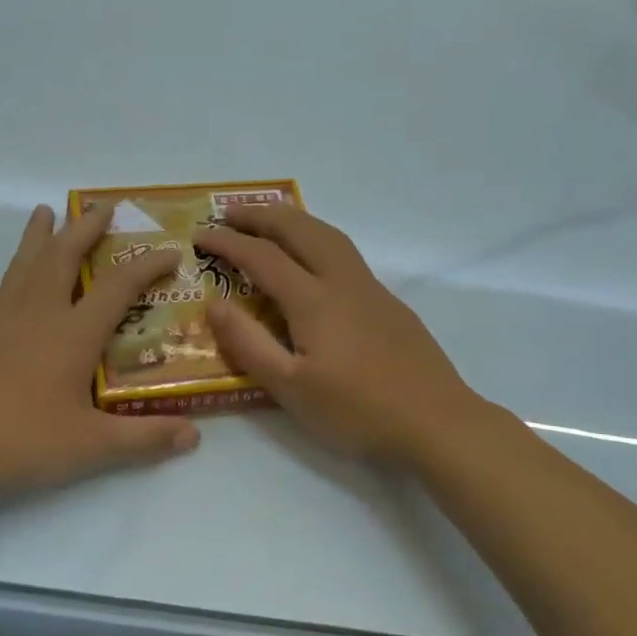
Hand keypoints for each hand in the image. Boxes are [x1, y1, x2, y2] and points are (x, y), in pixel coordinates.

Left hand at [0, 204, 199, 501]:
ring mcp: (6, 319)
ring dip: (42, 234)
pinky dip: (21, 262)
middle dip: (87, 228)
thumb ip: (143, 439)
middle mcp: (40, 314)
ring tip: (46, 210)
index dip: (147, 265)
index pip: (118, 286)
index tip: (170, 251)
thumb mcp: (89, 446)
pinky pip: (9, 282)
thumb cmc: (18, 439)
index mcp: (72, 333)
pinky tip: (22, 272)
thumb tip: (194, 436)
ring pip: (28, 262)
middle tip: (104, 207)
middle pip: (64, 256)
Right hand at [195, 205, 483, 467]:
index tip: (199, 234)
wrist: (437, 423)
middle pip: (300, 230)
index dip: (228, 242)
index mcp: (314, 300)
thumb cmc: (357, 411)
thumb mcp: (290, 388)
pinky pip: (344, 253)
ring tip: (269, 222)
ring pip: (329, 235)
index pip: (262, 257)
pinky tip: (313, 260)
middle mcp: (343, 282)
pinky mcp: (389, 303)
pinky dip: (317, 238)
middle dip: (261, 216)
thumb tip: (213, 304)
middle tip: (230, 212)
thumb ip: (249, 343)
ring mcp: (371, 289)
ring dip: (294, 221)